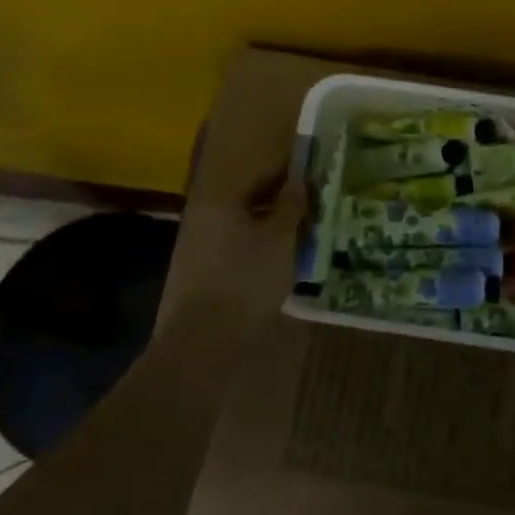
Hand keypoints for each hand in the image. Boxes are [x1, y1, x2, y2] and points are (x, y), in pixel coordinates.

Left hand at [167, 170, 306, 340]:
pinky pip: (235, 249)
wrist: (204, 340)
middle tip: (313, 211)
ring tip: (302, 238)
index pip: (260, 174)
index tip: (315, 181)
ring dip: (270, 228)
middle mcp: (204, 216)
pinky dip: (257, 249)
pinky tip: (278, 263)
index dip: (290, 175)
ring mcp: (198, 246)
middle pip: (249, 200)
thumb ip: (290, 206)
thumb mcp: (280, 239)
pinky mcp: (200, 273)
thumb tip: (298, 181)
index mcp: (220, 200)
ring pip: (243, 226)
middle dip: (281, 203)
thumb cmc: (246, 279)